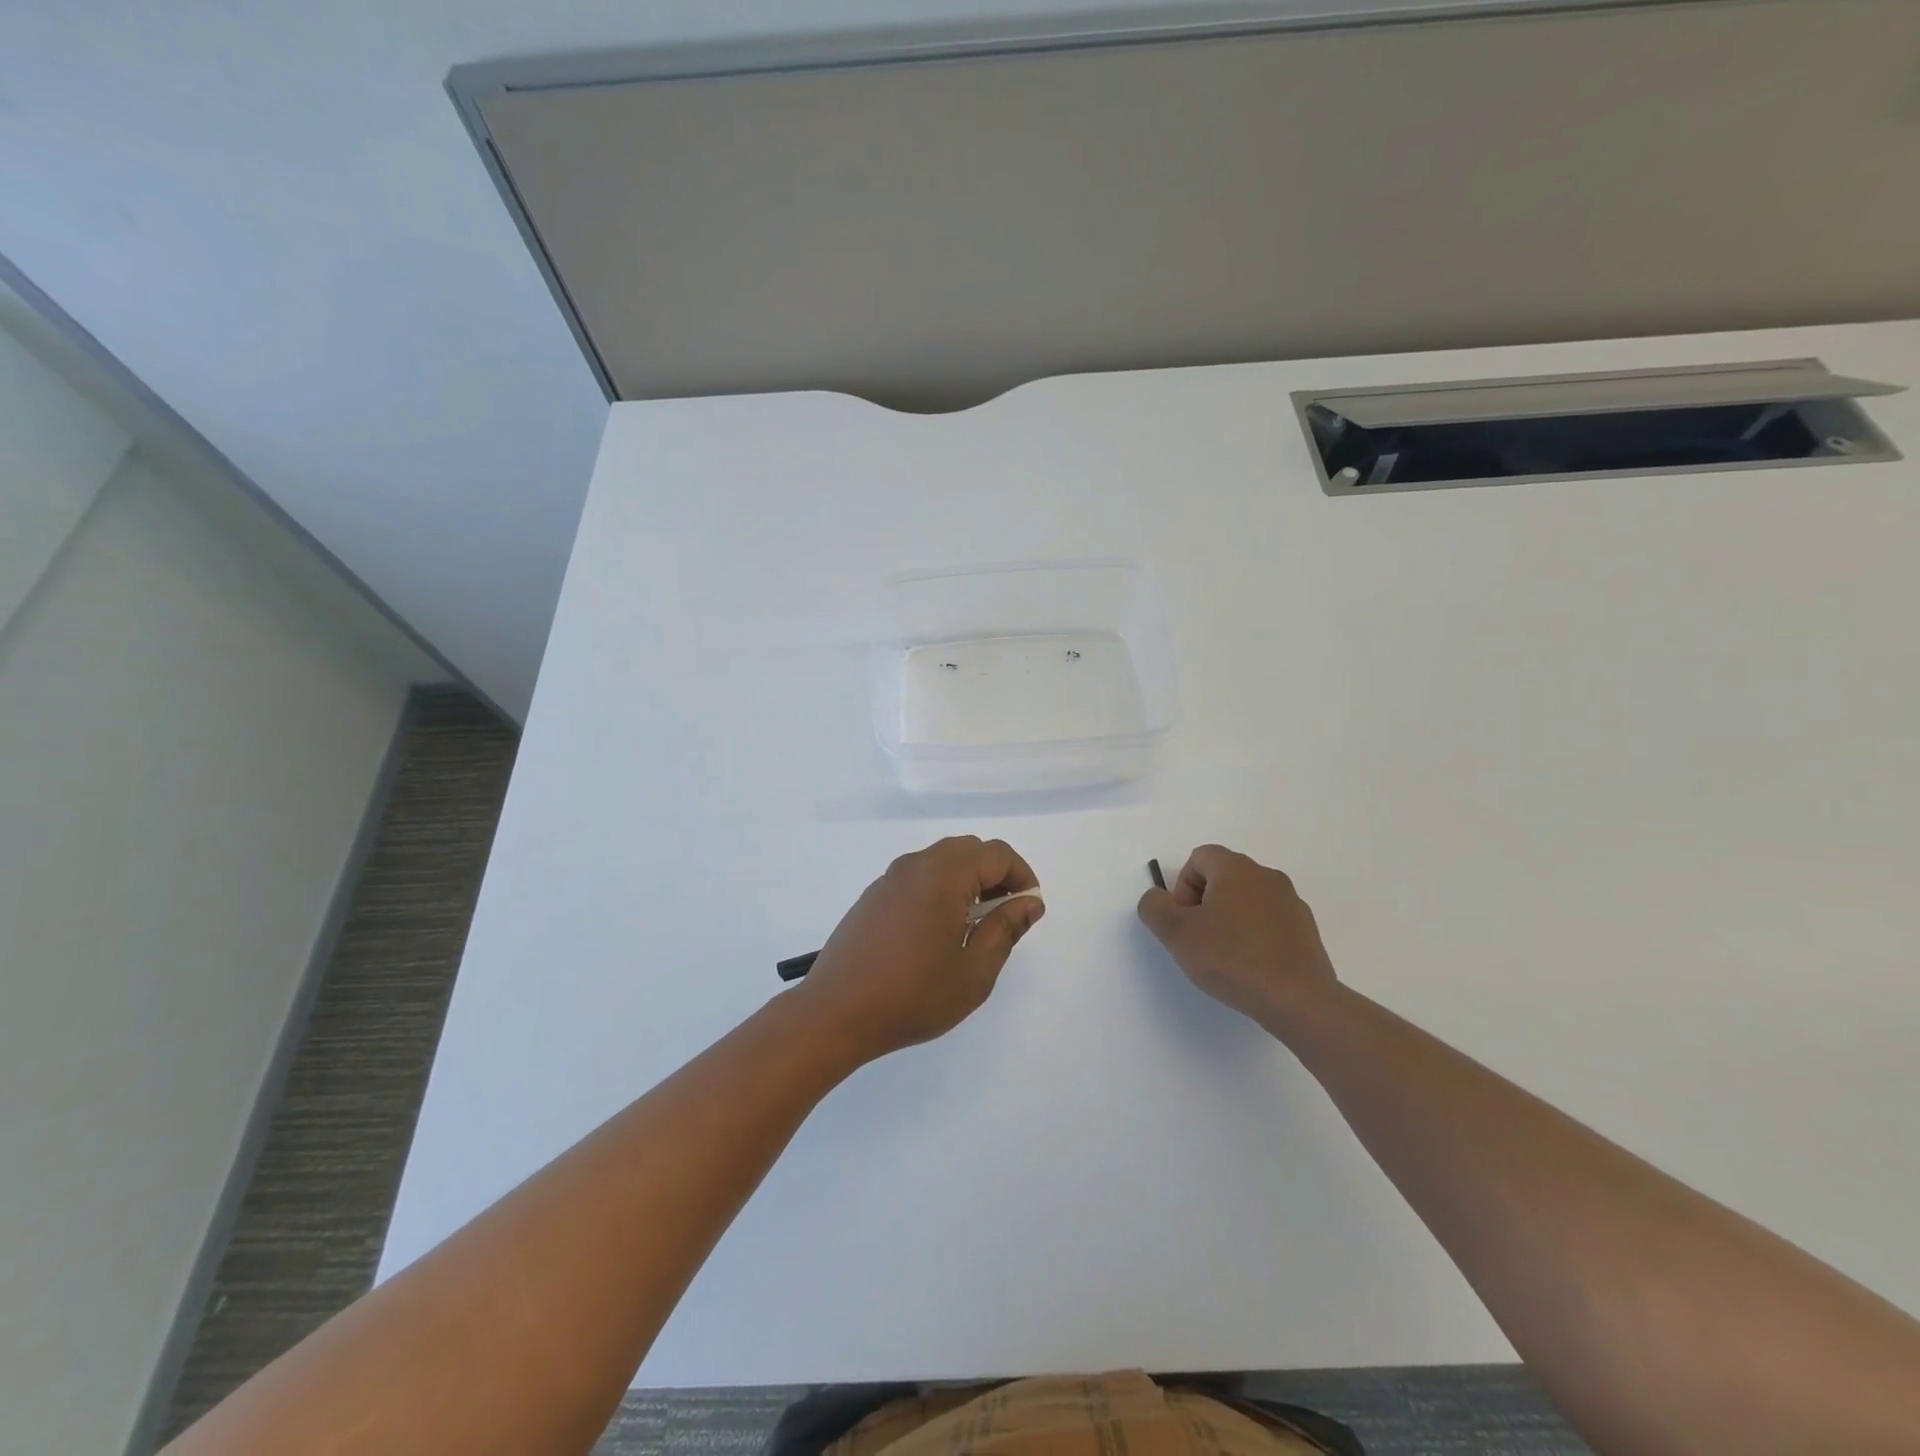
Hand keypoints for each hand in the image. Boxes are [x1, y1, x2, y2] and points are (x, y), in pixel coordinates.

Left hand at [798, 836, 1044, 1060]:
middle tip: (1004, 916)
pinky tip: (936, 932)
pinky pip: (917, 877)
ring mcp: (889, 879)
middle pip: (968, 850)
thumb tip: (1029, 902)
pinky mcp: (873, 896)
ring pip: (941, 861)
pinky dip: (939, 889)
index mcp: (944, 875)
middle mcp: (915, 865)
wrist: (834, 1013)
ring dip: (967, 881)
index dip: (1021, 875)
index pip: (996, 853)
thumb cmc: (913, 995)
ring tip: (973, 926)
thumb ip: (1006, 930)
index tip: (1029, 909)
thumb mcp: (974, 971)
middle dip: (995, 874)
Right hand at [1137, 845, 1337, 1028]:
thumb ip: (1154, 907)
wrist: (1298, 1000)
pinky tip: (1251, 967)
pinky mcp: (1306, 931)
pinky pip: (1269, 922)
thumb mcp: (1176, 933)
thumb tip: (1158, 899)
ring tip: (1225, 958)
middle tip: (1199, 939)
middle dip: (1204, 904)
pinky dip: (1254, 937)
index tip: (1184, 921)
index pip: (1199, 858)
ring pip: (1246, 901)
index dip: (1182, 887)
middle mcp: (1267, 876)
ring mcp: (1291, 903)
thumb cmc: (1231, 958)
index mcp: (1236, 868)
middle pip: (1223, 877)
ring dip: (1229, 920)